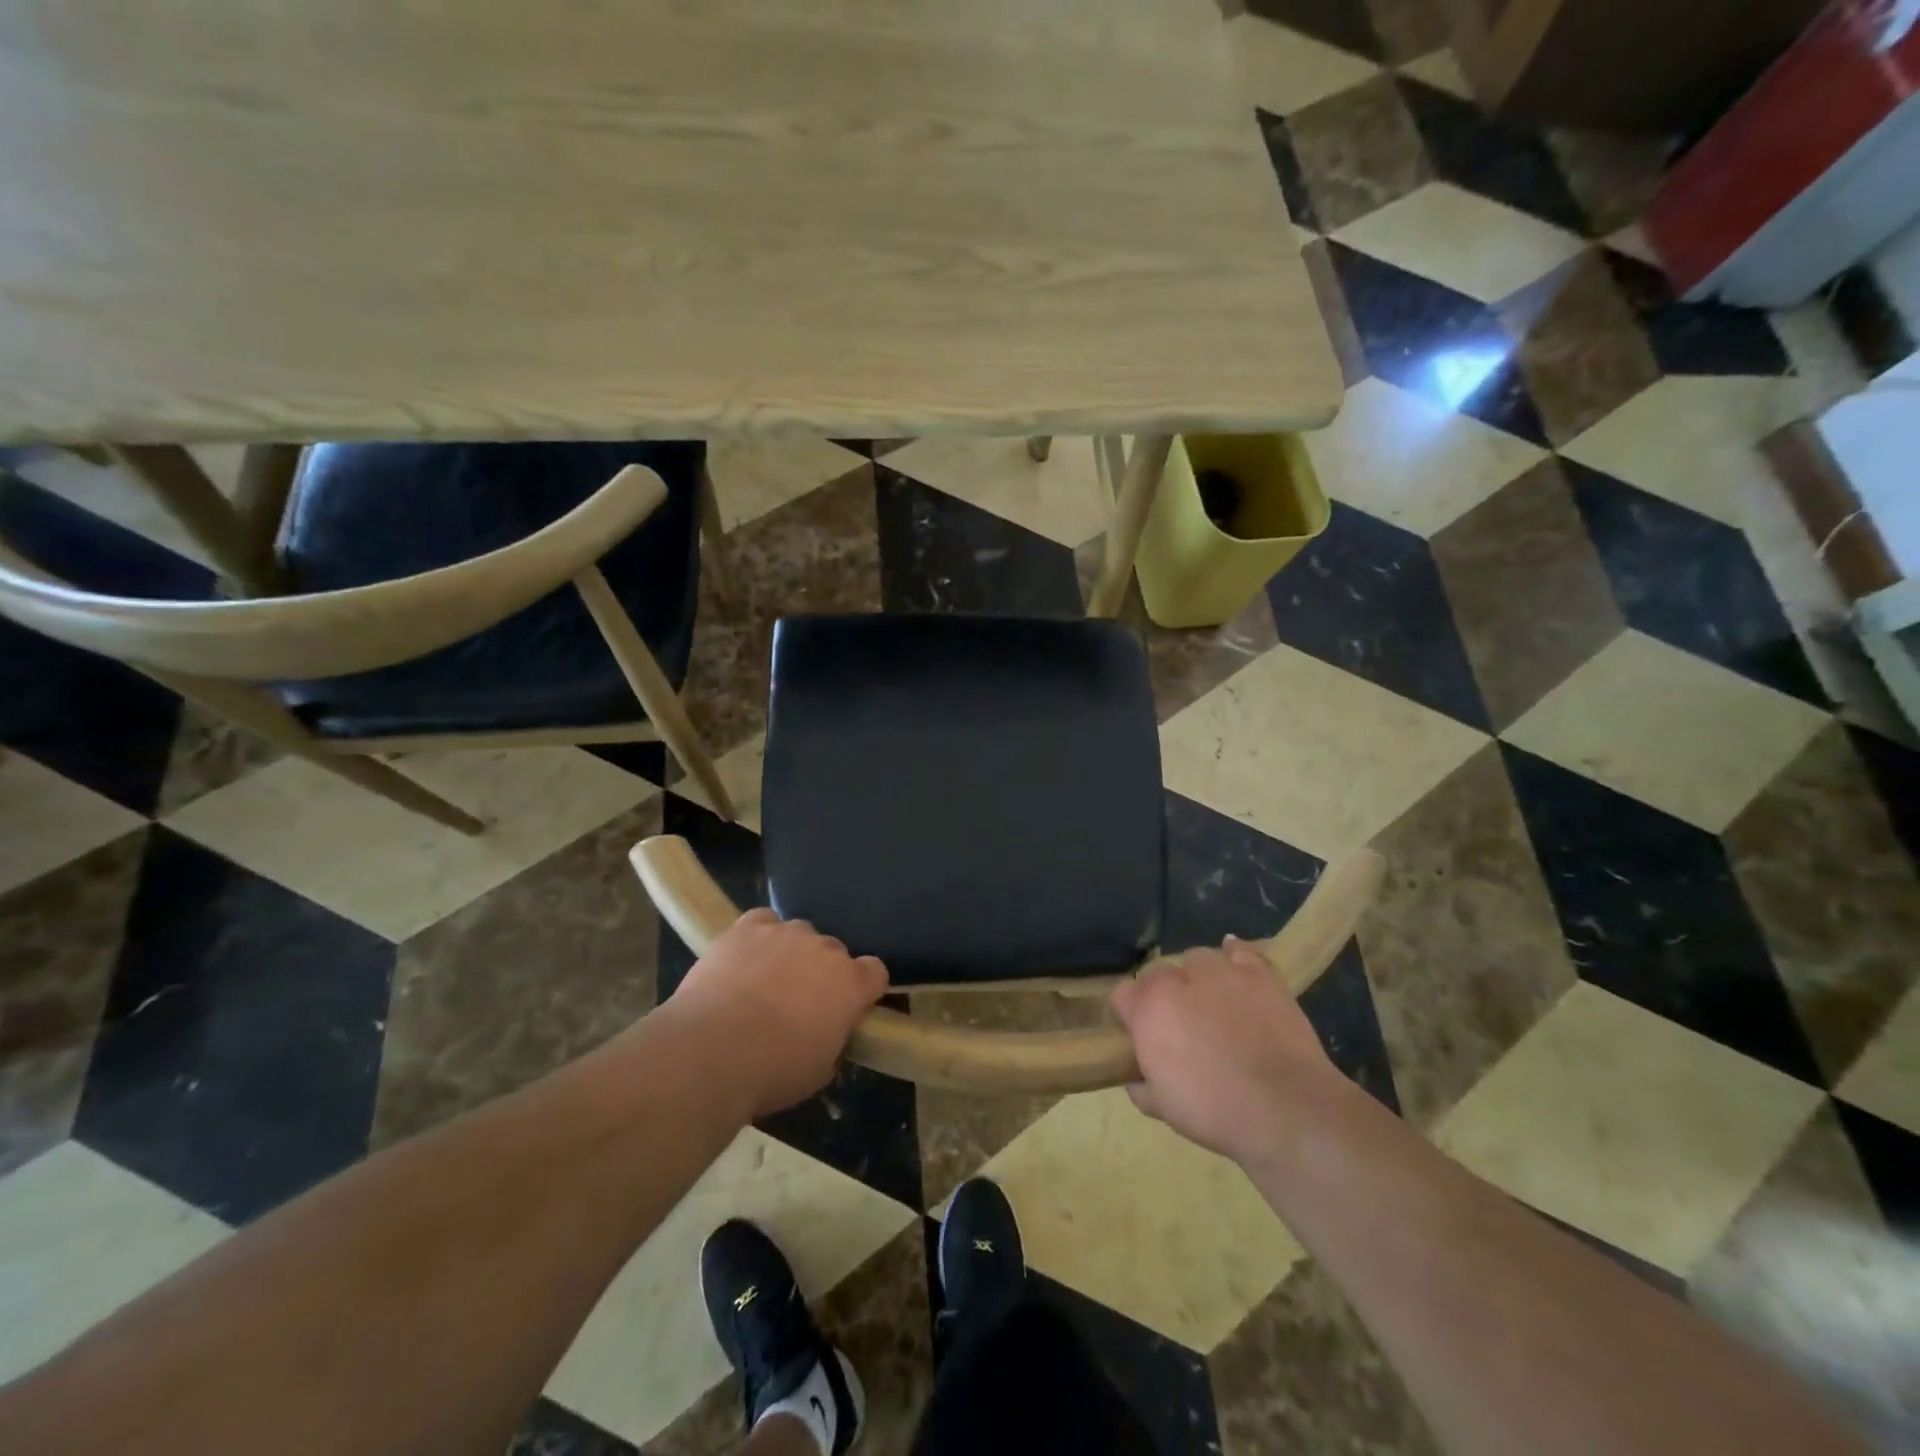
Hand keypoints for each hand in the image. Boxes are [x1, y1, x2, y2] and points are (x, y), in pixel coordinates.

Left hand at [666, 908, 888, 1118]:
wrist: (711, 1051)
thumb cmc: (772, 1071)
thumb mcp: (818, 1072)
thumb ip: (833, 1041)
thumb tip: (827, 1032)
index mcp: (851, 985)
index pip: (875, 972)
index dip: (863, 988)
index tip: (848, 1007)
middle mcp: (824, 949)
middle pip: (834, 951)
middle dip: (822, 972)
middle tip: (799, 1003)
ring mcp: (785, 933)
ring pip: (799, 933)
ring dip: (790, 953)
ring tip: (765, 981)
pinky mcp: (747, 928)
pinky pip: (763, 921)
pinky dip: (759, 936)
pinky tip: (745, 957)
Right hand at [1109, 937, 1338, 1165]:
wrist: (1285, 1108)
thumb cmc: (1215, 1111)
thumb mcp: (1163, 1108)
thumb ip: (1142, 1086)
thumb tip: (1137, 1079)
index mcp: (1148, 1007)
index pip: (1122, 995)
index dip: (1130, 1016)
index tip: (1141, 1037)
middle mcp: (1178, 978)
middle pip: (1158, 974)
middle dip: (1163, 996)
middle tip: (1180, 1028)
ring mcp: (1220, 971)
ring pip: (1197, 960)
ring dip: (1198, 978)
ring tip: (1212, 1004)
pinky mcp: (1259, 974)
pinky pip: (1240, 951)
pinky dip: (1235, 955)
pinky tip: (1235, 964)